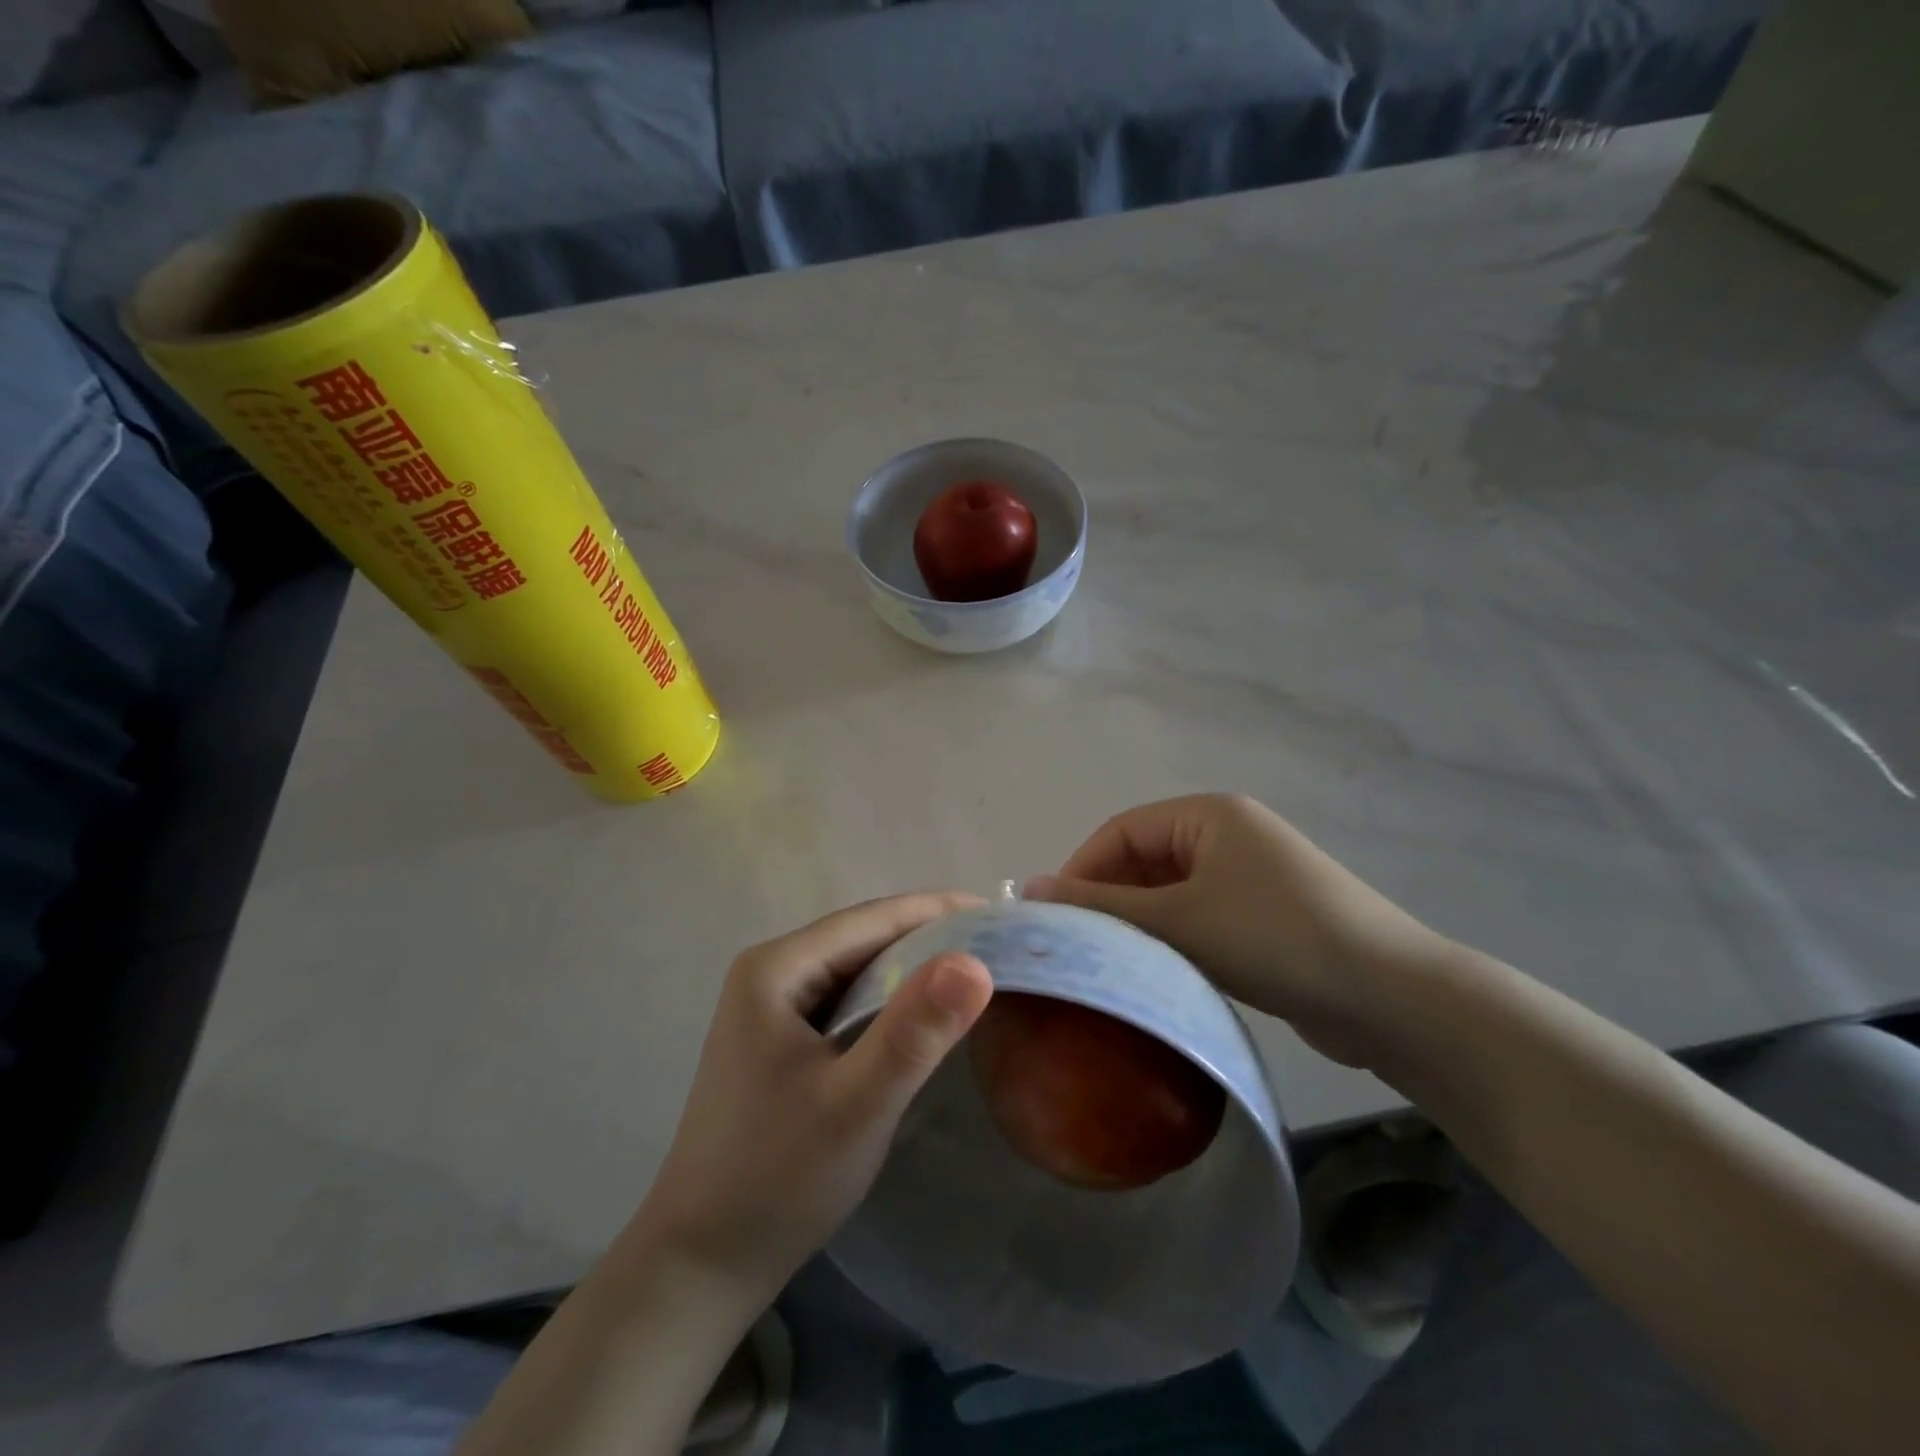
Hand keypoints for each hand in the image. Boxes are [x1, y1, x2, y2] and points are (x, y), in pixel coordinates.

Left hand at [633, 894, 993, 1305]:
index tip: (1002, 915)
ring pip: (857, 970)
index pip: (873, 919)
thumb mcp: (858, 1104)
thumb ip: (915, 1031)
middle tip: (1001, 948)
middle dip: (932, 939)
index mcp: (776, 967)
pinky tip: (923, 1016)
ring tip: (975, 975)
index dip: (940, 912)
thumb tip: (976, 962)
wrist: (702, 1263)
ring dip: (913, 970)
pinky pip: (846, 1000)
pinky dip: (890, 1001)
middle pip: (864, 939)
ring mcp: (770, 1005)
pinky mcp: (779, 1038)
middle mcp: (770, 971)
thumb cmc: (778, 1178)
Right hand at [1027, 795, 1448, 1067]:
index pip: (1121, 831)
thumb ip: (1103, 905)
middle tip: (1078, 948)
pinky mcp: (1266, 918)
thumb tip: (1030, 889)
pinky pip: (1200, 918)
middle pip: (1145, 860)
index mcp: (1208, 814)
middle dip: (1110, 901)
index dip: (1081, 870)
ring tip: (1110, 965)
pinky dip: (1174, 941)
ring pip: (1171, 894)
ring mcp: (1251, 877)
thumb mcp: (1179, 920)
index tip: (1052, 920)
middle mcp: (1229, 835)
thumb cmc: (1274, 938)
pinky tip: (1157, 974)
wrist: (1391, 998)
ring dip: (1140, 925)